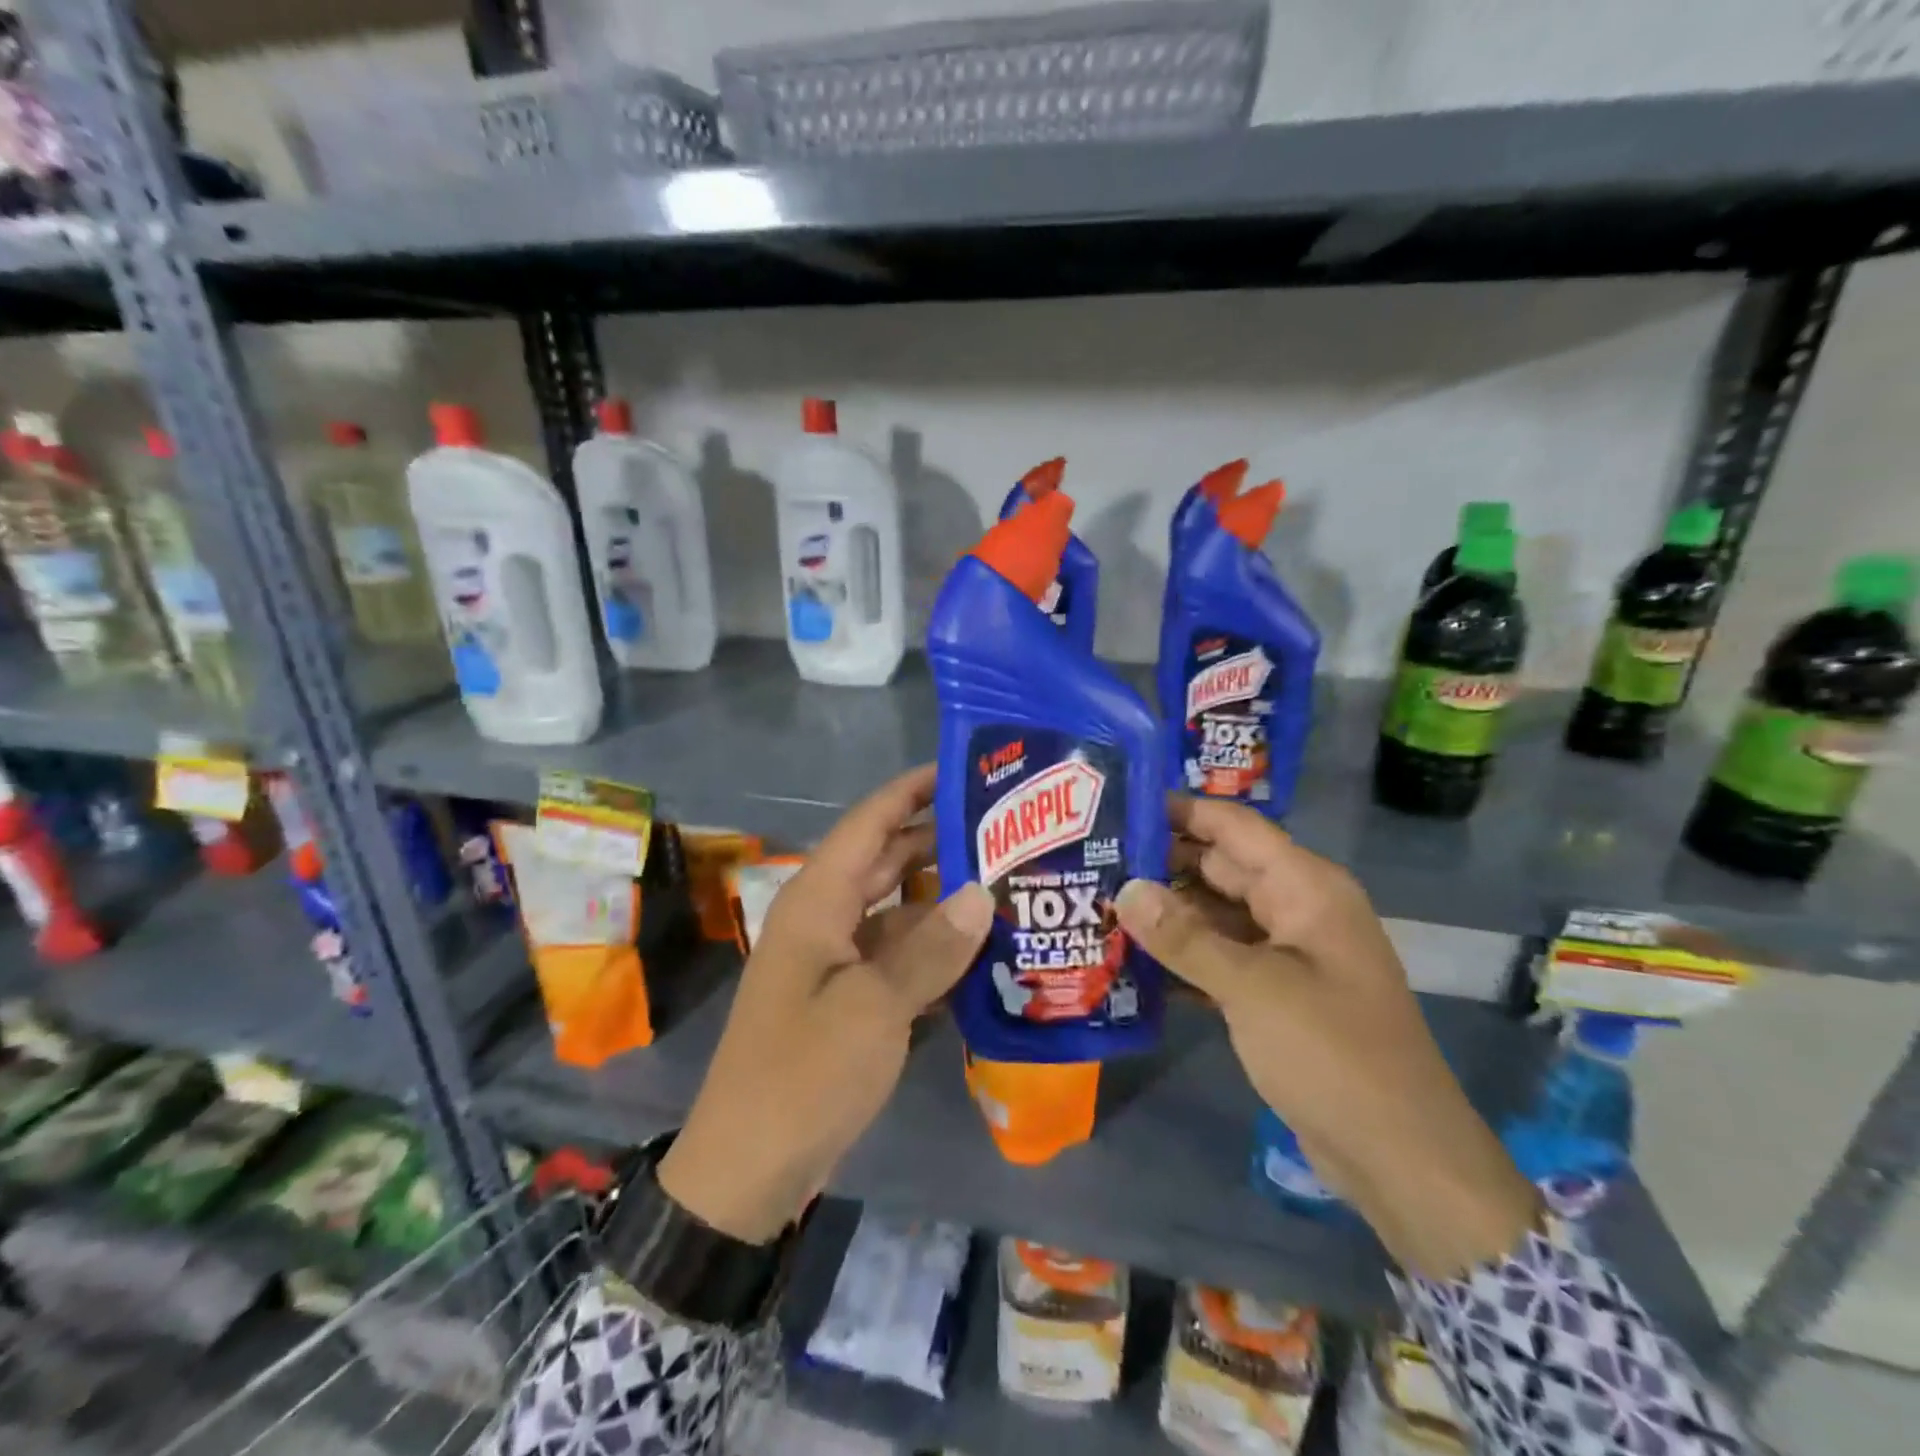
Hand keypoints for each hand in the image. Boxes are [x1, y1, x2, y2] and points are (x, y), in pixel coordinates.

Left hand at [659, 766, 992, 1242]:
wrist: (749, 1169)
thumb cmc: (803, 1075)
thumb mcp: (873, 1009)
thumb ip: (930, 948)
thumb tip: (982, 892)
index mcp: (818, 901)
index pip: (870, 822)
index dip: (912, 790)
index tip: (965, 770)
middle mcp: (826, 917)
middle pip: (888, 860)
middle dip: (940, 841)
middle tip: (1007, 829)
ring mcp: (837, 959)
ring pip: (898, 909)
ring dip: (944, 899)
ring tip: (1009, 884)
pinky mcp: (849, 998)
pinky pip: (898, 955)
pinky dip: (934, 949)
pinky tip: (984, 951)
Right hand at [1115, 797, 1538, 1278]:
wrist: (1400, 1157)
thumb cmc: (1333, 1055)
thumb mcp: (1253, 989)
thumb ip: (1185, 937)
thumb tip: (1125, 889)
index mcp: (1306, 888)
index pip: (1234, 827)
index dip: (1180, 811)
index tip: (1119, 804)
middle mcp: (1297, 909)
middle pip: (1220, 867)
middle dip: (1161, 863)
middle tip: (1094, 858)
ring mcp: (1287, 953)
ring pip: (1216, 914)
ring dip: (1167, 912)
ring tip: (1099, 902)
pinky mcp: (1275, 993)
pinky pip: (1221, 956)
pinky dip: (1183, 955)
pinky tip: (1130, 958)